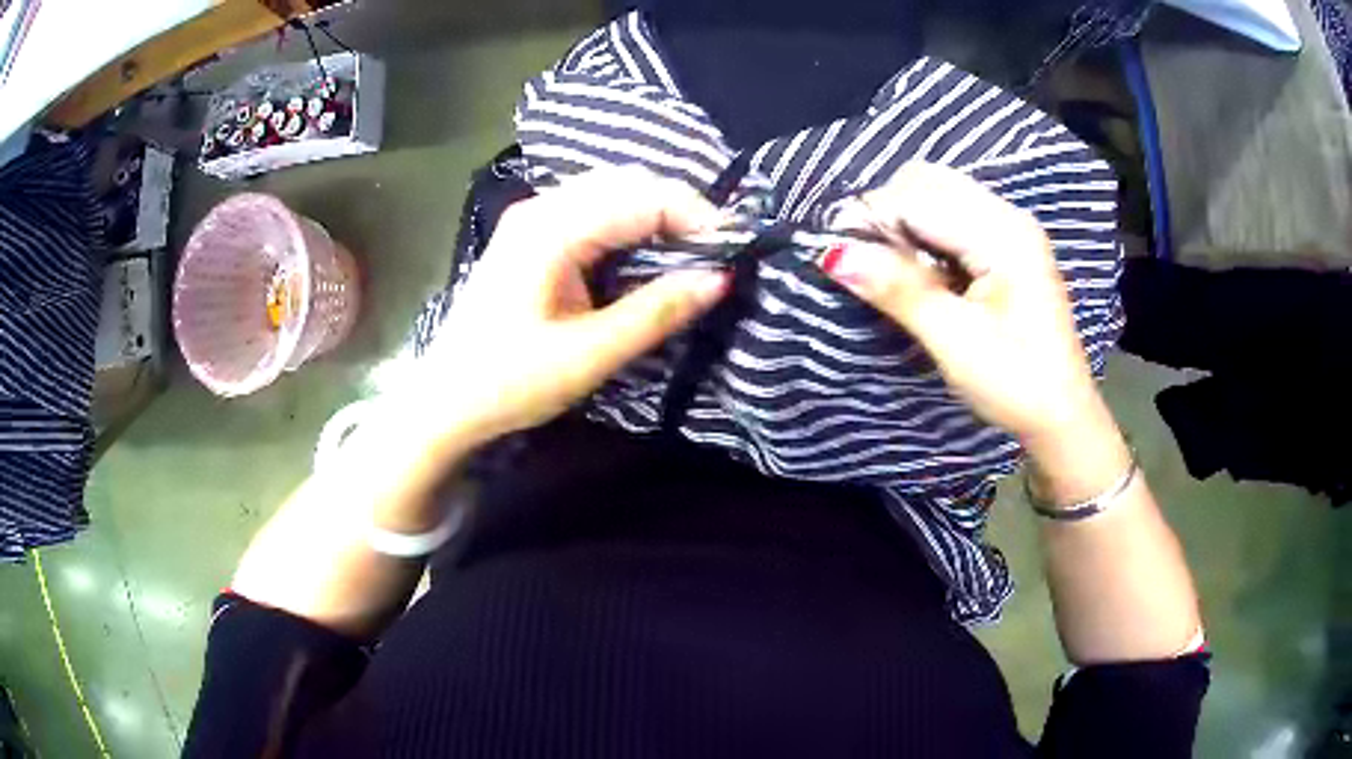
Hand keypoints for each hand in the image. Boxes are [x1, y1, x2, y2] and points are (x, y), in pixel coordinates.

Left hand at [405, 165, 728, 451]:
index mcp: (549, 229)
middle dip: (680, 209)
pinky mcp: (532, 235)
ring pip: (612, 192)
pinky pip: (594, 211)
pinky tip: (648, 252)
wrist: (444, 401)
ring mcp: (532, 218)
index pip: (641, 197)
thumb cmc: (508, 383)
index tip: (734, 250)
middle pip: (627, 183)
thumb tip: (721, 278)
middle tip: (718, 252)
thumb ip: (656, 312)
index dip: (696, 215)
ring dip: (657, 214)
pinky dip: (631, 224)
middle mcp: (540, 208)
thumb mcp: (588, 355)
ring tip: (692, 252)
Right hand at [818, 162, 1127, 500]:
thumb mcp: (954, 341)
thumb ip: (899, 289)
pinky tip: (922, 273)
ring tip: (894, 272)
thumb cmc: (1015, 383)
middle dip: (888, 213)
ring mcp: (1010, 229)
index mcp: (1002, 233)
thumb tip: (834, 254)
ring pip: (938, 195)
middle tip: (870, 265)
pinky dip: (925, 235)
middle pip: (927, 181)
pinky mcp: (1008, 246)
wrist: (1062, 416)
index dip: (872, 219)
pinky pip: (953, 217)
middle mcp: (1007, 216)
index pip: (918, 197)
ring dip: (905, 223)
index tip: (838, 257)